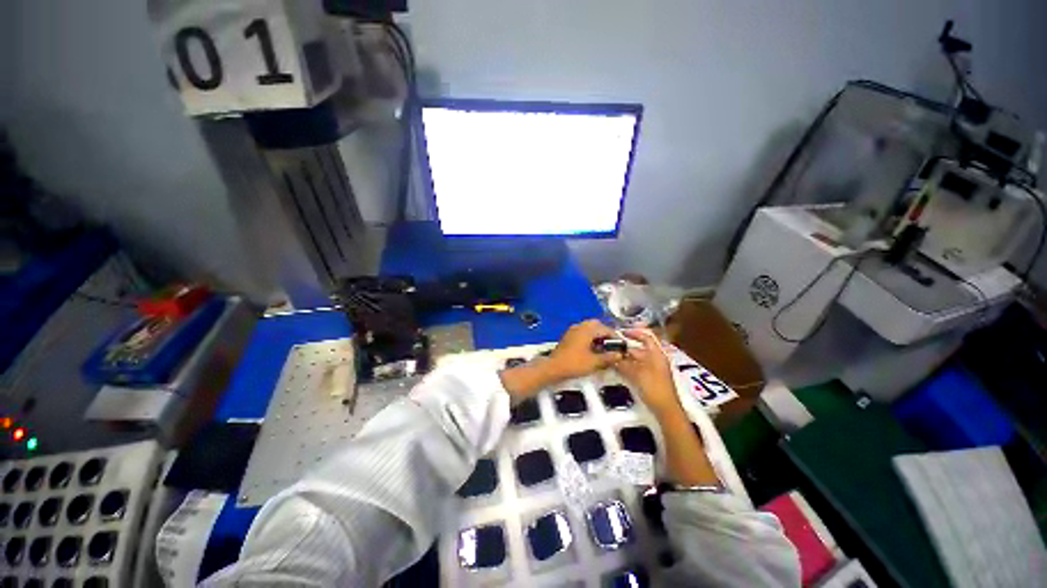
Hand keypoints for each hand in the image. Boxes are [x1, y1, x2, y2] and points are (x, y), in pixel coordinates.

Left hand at [546, 320, 623, 380]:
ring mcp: (573, 330)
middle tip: (613, 345)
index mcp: (587, 329)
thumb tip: (619, 355)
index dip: (616, 337)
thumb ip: (609, 357)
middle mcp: (580, 326)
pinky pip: (583, 333)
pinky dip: (590, 338)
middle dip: (606, 334)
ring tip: (605, 348)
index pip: (606, 329)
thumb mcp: (594, 362)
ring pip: (589, 329)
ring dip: (598, 336)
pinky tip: (593, 349)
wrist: (553, 367)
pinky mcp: (569, 336)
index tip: (622, 345)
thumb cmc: (574, 363)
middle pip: (597, 326)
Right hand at [614, 329, 680, 415]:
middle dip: (625, 347)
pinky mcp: (649, 378)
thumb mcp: (636, 373)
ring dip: (624, 357)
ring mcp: (652, 369)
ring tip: (610, 357)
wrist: (665, 409)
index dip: (634, 333)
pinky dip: (627, 366)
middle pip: (639, 348)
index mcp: (656, 354)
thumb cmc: (653, 387)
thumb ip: (623, 363)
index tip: (620, 333)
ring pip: (636, 359)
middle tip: (610, 347)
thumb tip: (610, 356)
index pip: (646, 337)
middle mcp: (655, 359)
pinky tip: (617, 368)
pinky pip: (636, 367)